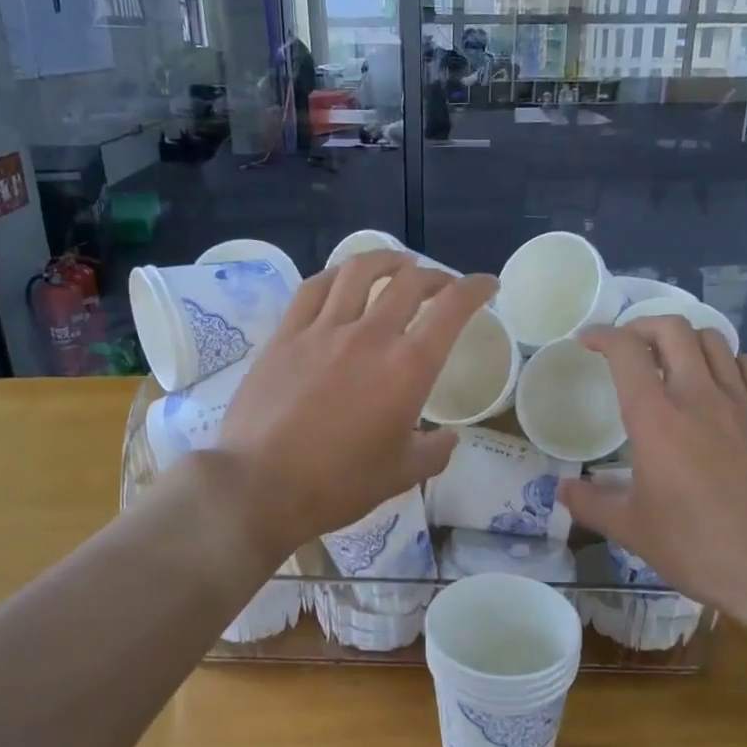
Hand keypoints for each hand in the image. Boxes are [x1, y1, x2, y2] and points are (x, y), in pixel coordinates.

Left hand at [216, 252, 497, 557]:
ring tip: (398, 264)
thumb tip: (447, 438)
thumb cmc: (338, 485)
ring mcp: (323, 330)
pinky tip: (342, 280)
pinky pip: (314, 288)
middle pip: (409, 282)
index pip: (452, 309)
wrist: (260, 485)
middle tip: (443, 286)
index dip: (475, 288)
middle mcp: (369, 335)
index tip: (487, 285)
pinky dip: (337, 275)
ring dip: (387, 260)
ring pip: (359, 271)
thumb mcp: (402, 475)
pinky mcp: (285, 335)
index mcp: (408, 368)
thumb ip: (434, 451)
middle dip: (436, 276)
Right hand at [557, 317, 746, 634]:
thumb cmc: (699, 546)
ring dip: (686, 340)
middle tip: (629, 346)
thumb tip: (562, 490)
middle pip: (672, 329)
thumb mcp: (633, 529)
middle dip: (643, 325)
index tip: (588, 341)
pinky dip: (727, 361)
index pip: (626, 351)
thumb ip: (591, 503)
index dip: (602, 335)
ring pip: (714, 340)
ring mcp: (743, 401)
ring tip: (673, 360)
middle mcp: (698, 395)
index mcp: (655, 418)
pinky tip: (720, 384)